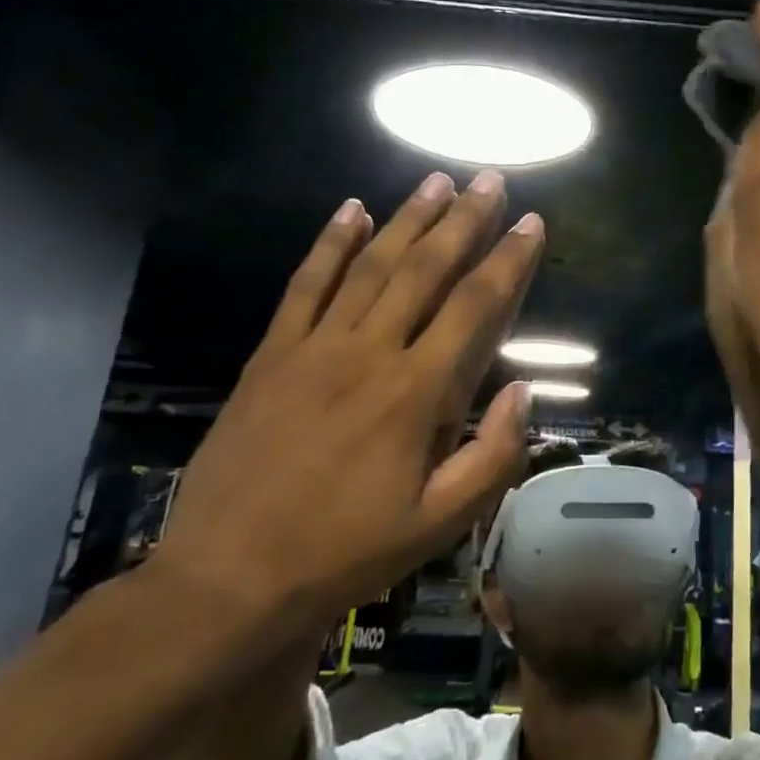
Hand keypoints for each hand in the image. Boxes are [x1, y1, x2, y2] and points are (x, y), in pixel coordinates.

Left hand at [152, 171, 543, 644]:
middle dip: (464, 220)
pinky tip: (350, 210)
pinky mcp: (272, 354)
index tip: (532, 223)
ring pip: (371, 266)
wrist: (228, 581)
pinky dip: (330, 244)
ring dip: (407, 218)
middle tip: (488, 178)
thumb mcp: (439, 525)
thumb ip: (493, 457)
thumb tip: (524, 391)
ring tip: (436, 180)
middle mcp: (370, 354)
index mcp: (417, 394)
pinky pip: (305, 286)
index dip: (509, 261)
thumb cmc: (345, 554)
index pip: (476, 308)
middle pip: (426, 270)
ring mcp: (315, 348)